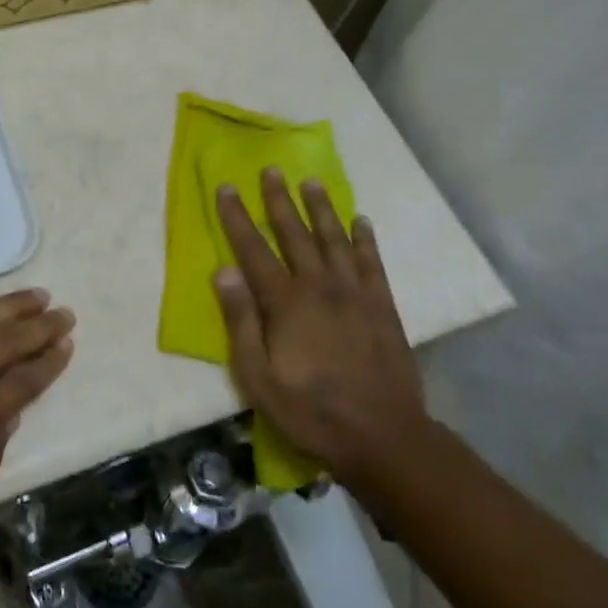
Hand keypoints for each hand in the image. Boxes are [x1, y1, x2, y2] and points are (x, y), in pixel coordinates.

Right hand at [213, 169, 427, 493]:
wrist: (384, 437)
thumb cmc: (311, 411)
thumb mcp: (259, 377)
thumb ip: (241, 321)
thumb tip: (224, 271)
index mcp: (285, 302)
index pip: (253, 249)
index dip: (237, 217)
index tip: (226, 187)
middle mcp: (319, 286)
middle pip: (295, 233)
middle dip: (279, 200)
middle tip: (271, 170)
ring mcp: (354, 294)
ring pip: (334, 239)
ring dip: (321, 208)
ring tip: (311, 182)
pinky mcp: (382, 306)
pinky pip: (372, 262)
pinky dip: (365, 239)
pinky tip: (361, 220)